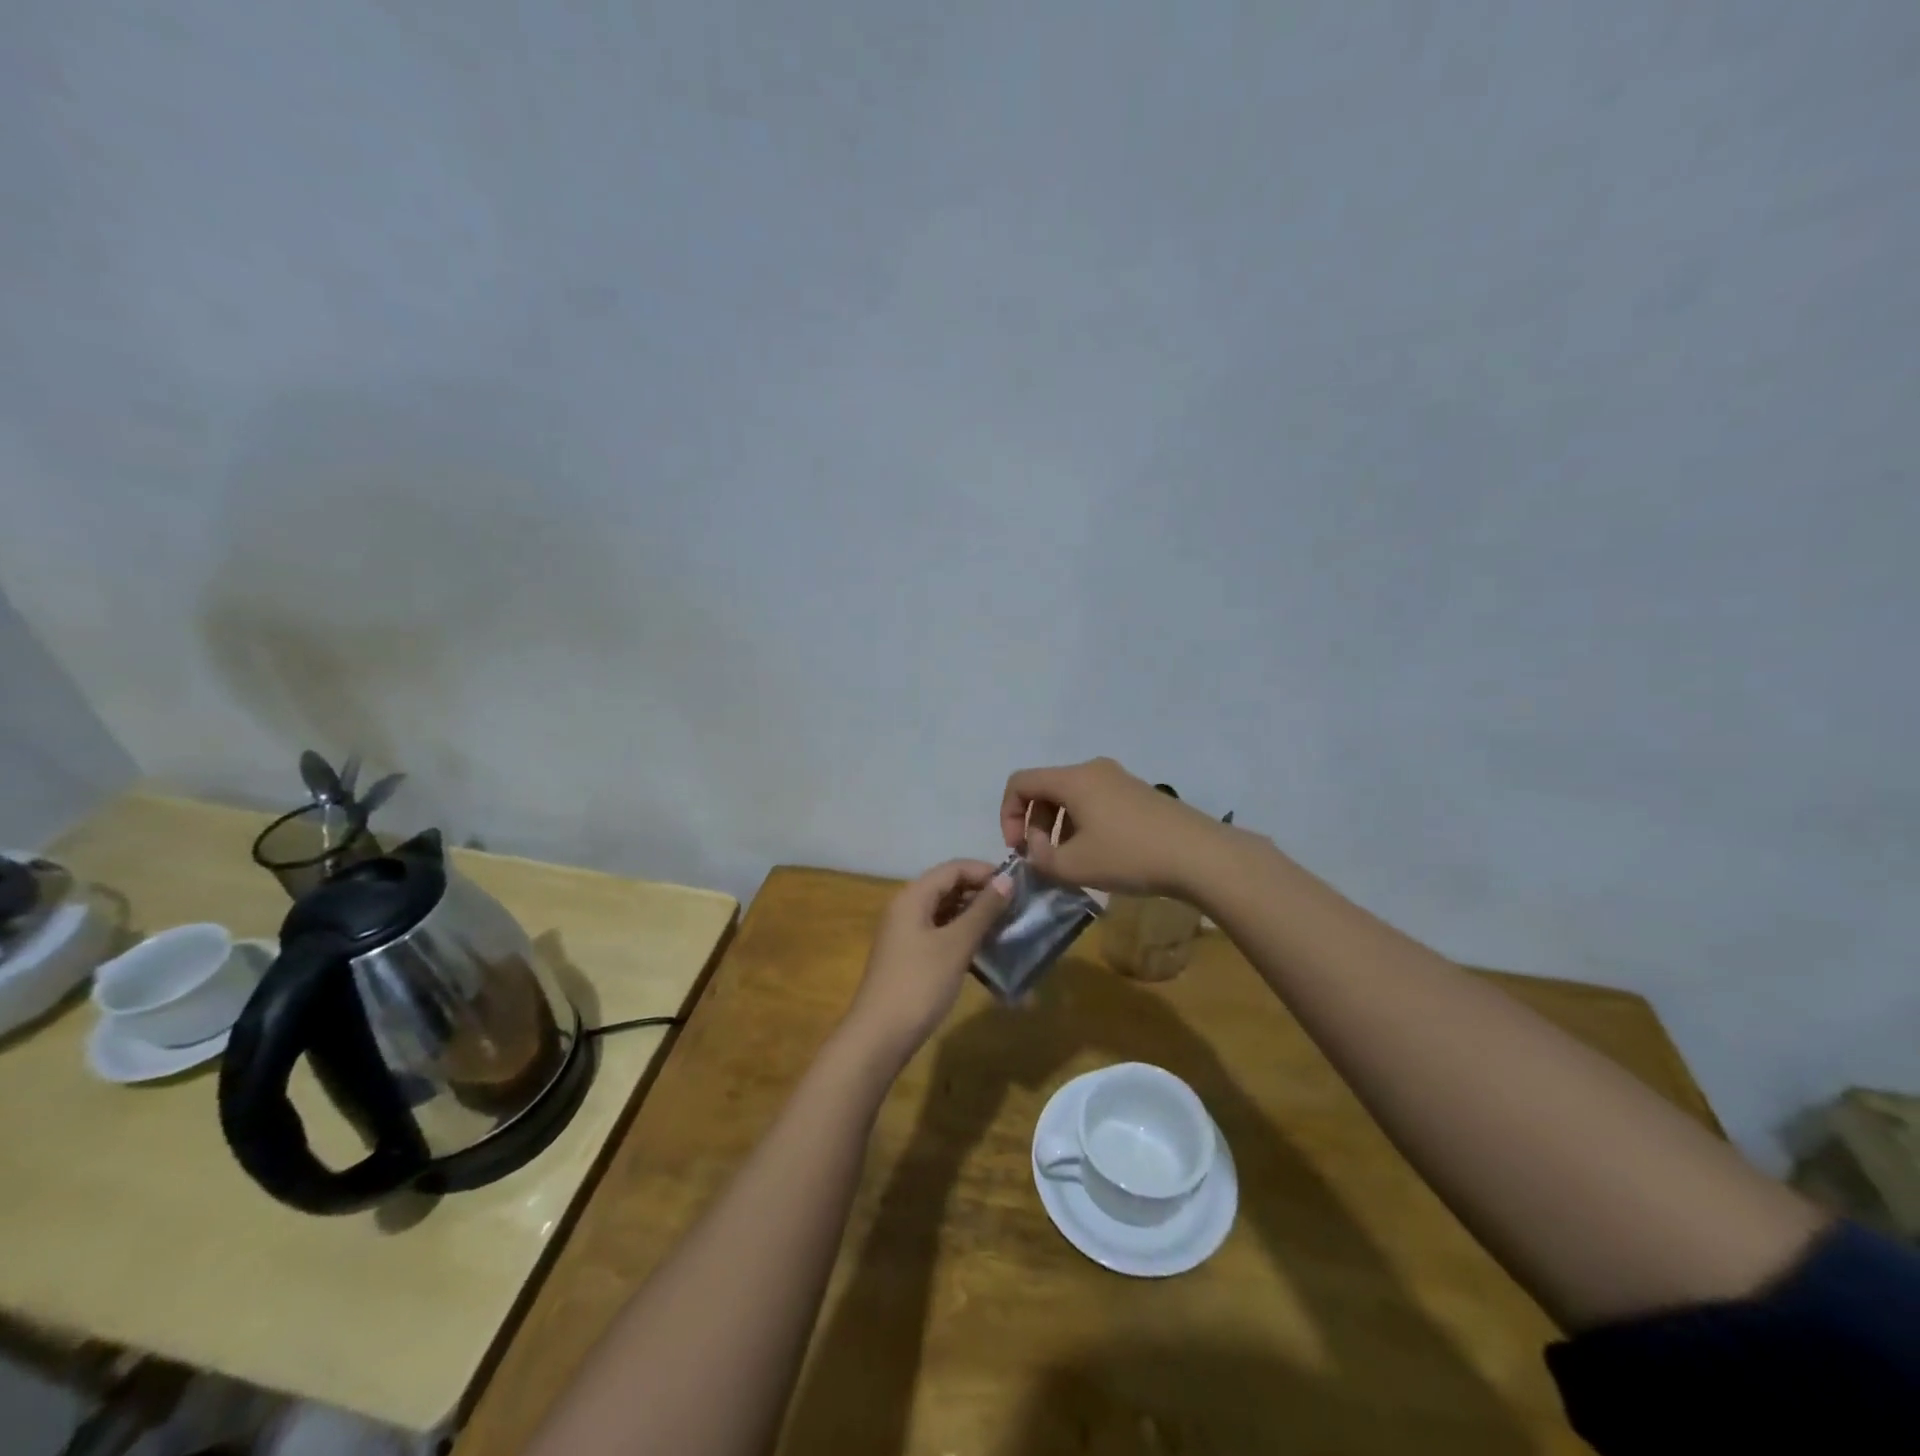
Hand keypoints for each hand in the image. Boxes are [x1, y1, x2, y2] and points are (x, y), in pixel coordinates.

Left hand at [844, 859, 1011, 1063]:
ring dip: (975, 917)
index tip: (1018, 886)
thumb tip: (1007, 879)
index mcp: (913, 897)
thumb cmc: (919, 984)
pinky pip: (941, 934)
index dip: (985, 871)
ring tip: (1007, 928)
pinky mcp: (910, 957)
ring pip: (946, 912)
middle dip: (982, 894)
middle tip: (1016, 908)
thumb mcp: (956, 945)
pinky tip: (986, 951)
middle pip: (949, 887)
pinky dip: (963, 937)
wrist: (880, 1037)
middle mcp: (907, 908)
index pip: (954, 868)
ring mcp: (906, 934)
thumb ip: (983, 910)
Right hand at [1000, 757, 1226, 897]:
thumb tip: (1039, 849)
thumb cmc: (1129, 856)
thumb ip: (1041, 858)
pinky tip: (1100, 856)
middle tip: (1045, 859)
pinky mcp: (1138, 794)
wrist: (1199, 855)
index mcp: (1073, 779)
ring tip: (1072, 862)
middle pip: (1046, 789)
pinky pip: (1096, 802)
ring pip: (1072, 797)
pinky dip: (1084, 825)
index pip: (1020, 782)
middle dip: (1036, 824)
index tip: (1020, 849)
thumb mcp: (1074, 866)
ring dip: (1060, 827)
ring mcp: (1119, 779)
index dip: (1008, 815)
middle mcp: (1093, 770)